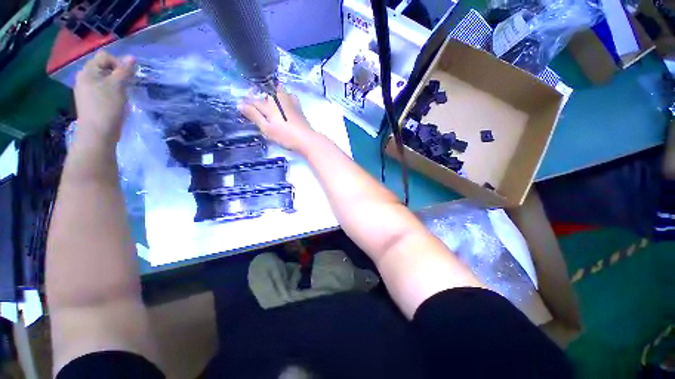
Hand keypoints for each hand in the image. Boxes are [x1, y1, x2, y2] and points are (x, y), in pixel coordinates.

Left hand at [74, 51, 135, 144]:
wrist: (97, 133)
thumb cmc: (107, 107)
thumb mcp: (118, 86)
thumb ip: (124, 71)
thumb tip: (132, 57)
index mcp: (88, 71)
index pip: (105, 56)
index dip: (118, 63)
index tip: (128, 77)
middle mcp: (83, 77)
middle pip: (103, 67)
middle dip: (117, 74)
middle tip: (127, 86)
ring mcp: (85, 90)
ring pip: (103, 79)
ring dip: (115, 84)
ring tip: (122, 95)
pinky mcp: (89, 101)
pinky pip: (101, 90)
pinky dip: (110, 92)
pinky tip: (115, 101)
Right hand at [240, 86, 317, 152]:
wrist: (306, 139)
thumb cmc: (285, 136)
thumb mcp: (267, 128)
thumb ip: (254, 116)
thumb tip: (240, 104)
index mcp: (269, 105)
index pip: (254, 101)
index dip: (247, 104)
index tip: (243, 108)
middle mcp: (278, 99)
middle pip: (265, 93)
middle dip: (259, 97)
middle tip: (257, 107)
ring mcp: (289, 101)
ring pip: (278, 91)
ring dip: (272, 93)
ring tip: (270, 104)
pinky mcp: (298, 106)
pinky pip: (289, 95)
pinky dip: (284, 96)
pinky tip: (284, 102)